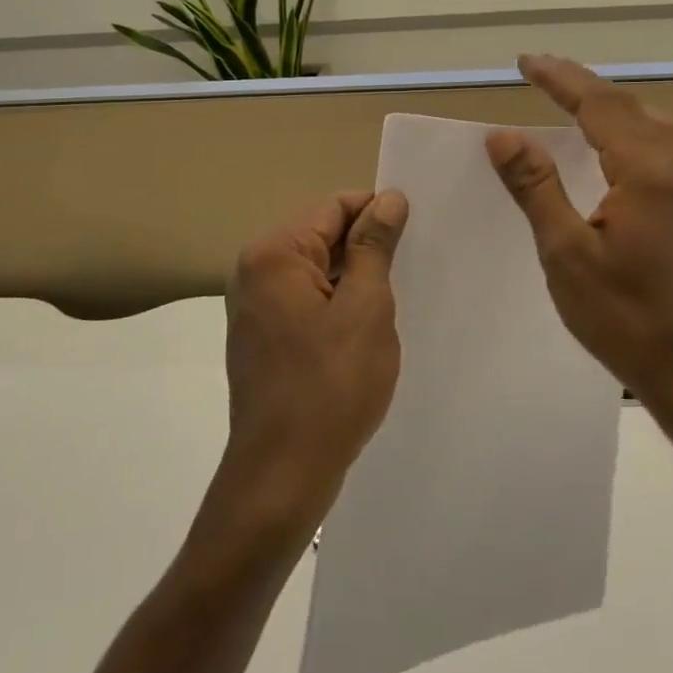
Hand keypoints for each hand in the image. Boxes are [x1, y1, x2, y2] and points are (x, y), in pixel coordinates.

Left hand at [220, 190, 409, 527]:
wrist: (284, 474)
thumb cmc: (331, 385)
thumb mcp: (366, 307)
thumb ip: (375, 246)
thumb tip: (388, 199)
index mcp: (274, 255)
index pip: (333, 207)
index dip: (378, 212)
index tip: (417, 231)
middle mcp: (255, 273)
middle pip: (322, 236)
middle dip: (367, 248)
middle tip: (413, 268)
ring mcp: (256, 309)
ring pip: (318, 272)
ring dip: (356, 280)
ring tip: (396, 298)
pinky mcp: (264, 339)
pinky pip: (308, 303)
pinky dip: (339, 306)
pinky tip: (368, 329)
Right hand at [486, 55, 672, 410]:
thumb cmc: (620, 315)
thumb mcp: (566, 252)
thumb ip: (537, 187)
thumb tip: (503, 135)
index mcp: (644, 174)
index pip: (598, 107)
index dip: (560, 80)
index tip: (524, 62)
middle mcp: (670, 171)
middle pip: (627, 107)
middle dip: (582, 84)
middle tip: (541, 71)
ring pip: (648, 123)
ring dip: (608, 102)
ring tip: (571, 98)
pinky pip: (655, 146)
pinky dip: (624, 127)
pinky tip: (609, 144)